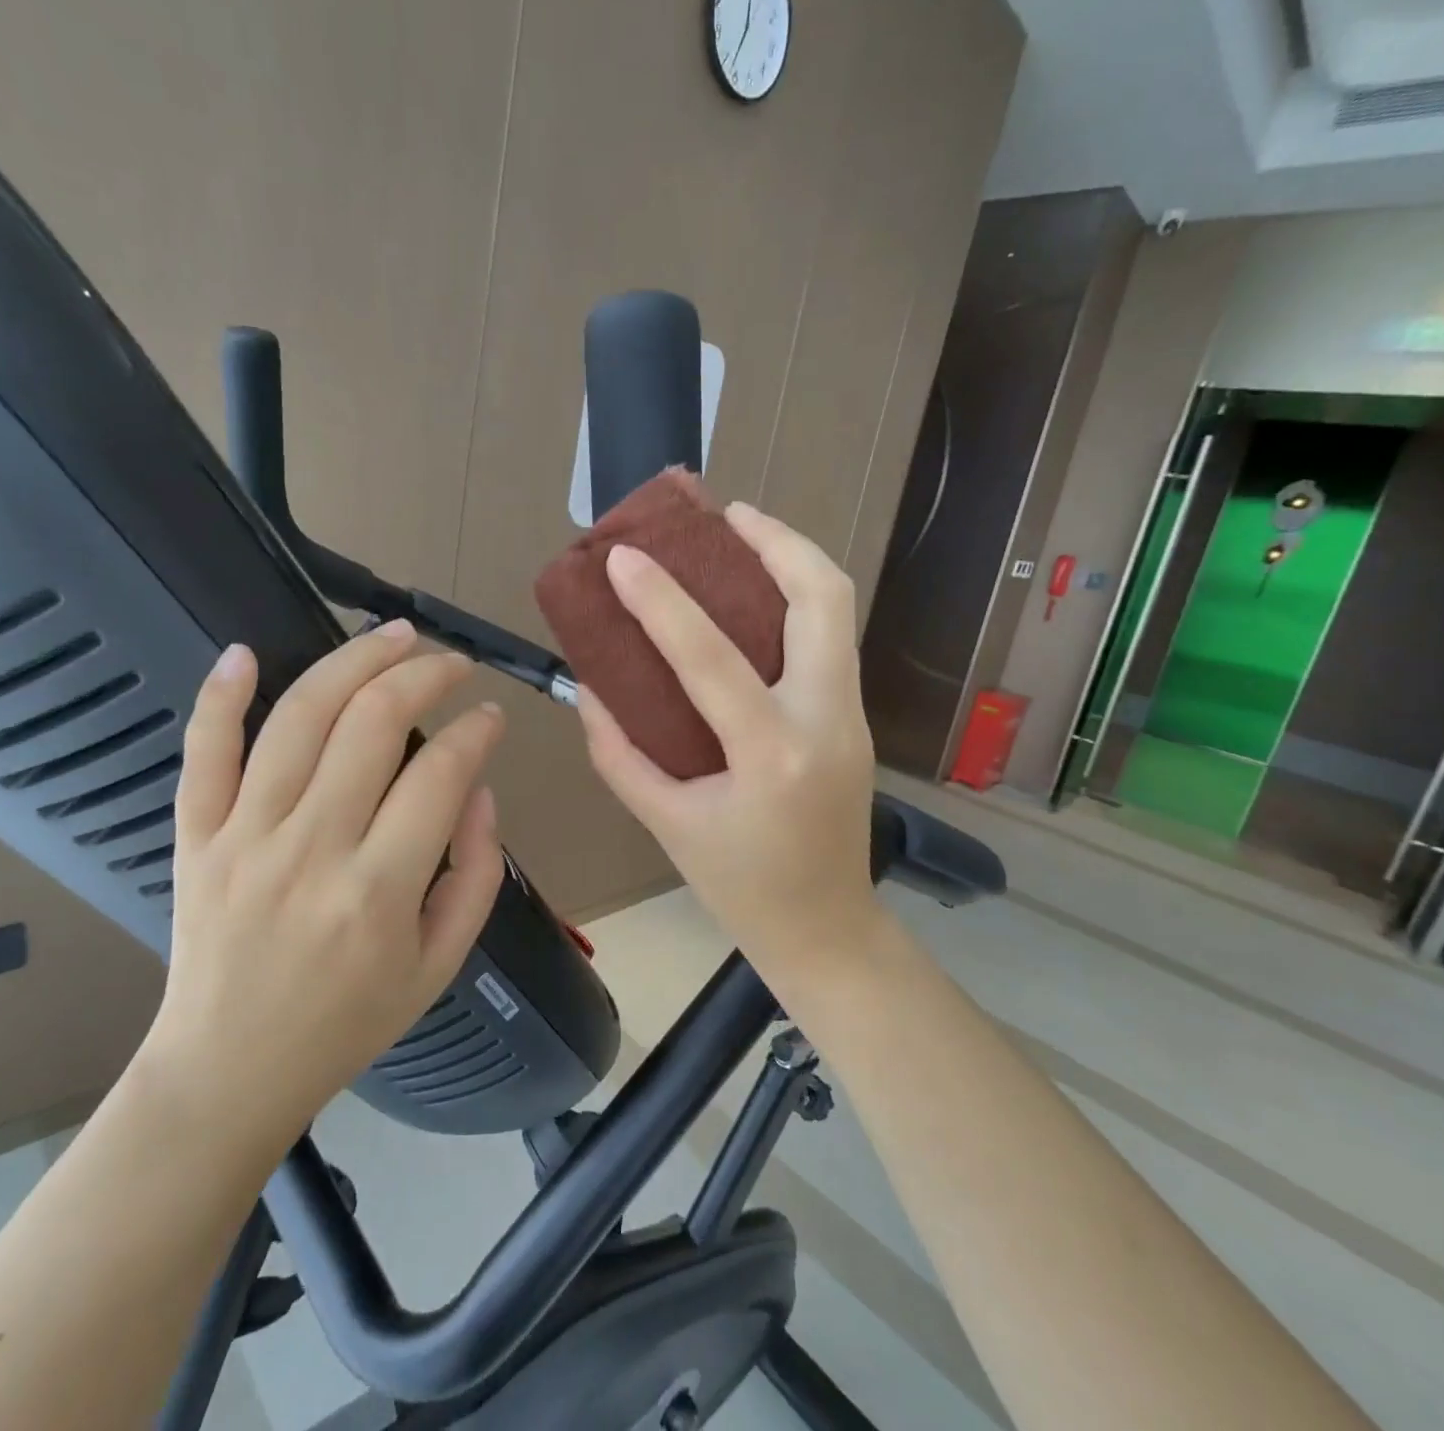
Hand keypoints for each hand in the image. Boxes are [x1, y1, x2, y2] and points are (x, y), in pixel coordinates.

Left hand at [143, 622, 505, 1162]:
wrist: (229, 1071)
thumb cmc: (348, 1022)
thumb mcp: (440, 964)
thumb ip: (476, 874)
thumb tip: (481, 790)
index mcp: (380, 889)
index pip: (441, 773)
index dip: (476, 729)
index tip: (490, 715)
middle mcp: (312, 848)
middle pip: (372, 723)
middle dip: (425, 673)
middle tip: (451, 661)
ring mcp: (243, 836)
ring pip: (298, 717)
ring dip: (352, 660)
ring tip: (393, 634)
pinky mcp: (195, 837)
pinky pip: (202, 752)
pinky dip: (220, 696)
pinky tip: (245, 652)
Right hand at [575, 503, 880, 997]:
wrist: (826, 928)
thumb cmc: (740, 887)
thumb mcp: (665, 825)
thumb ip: (619, 753)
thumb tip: (588, 690)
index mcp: (773, 756)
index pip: (711, 659)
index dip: (661, 602)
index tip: (623, 557)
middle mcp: (825, 722)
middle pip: (822, 599)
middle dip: (776, 541)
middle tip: (724, 516)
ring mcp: (851, 716)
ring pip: (837, 610)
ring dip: (793, 560)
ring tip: (743, 535)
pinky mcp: (854, 718)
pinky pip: (830, 638)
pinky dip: (798, 600)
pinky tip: (754, 599)